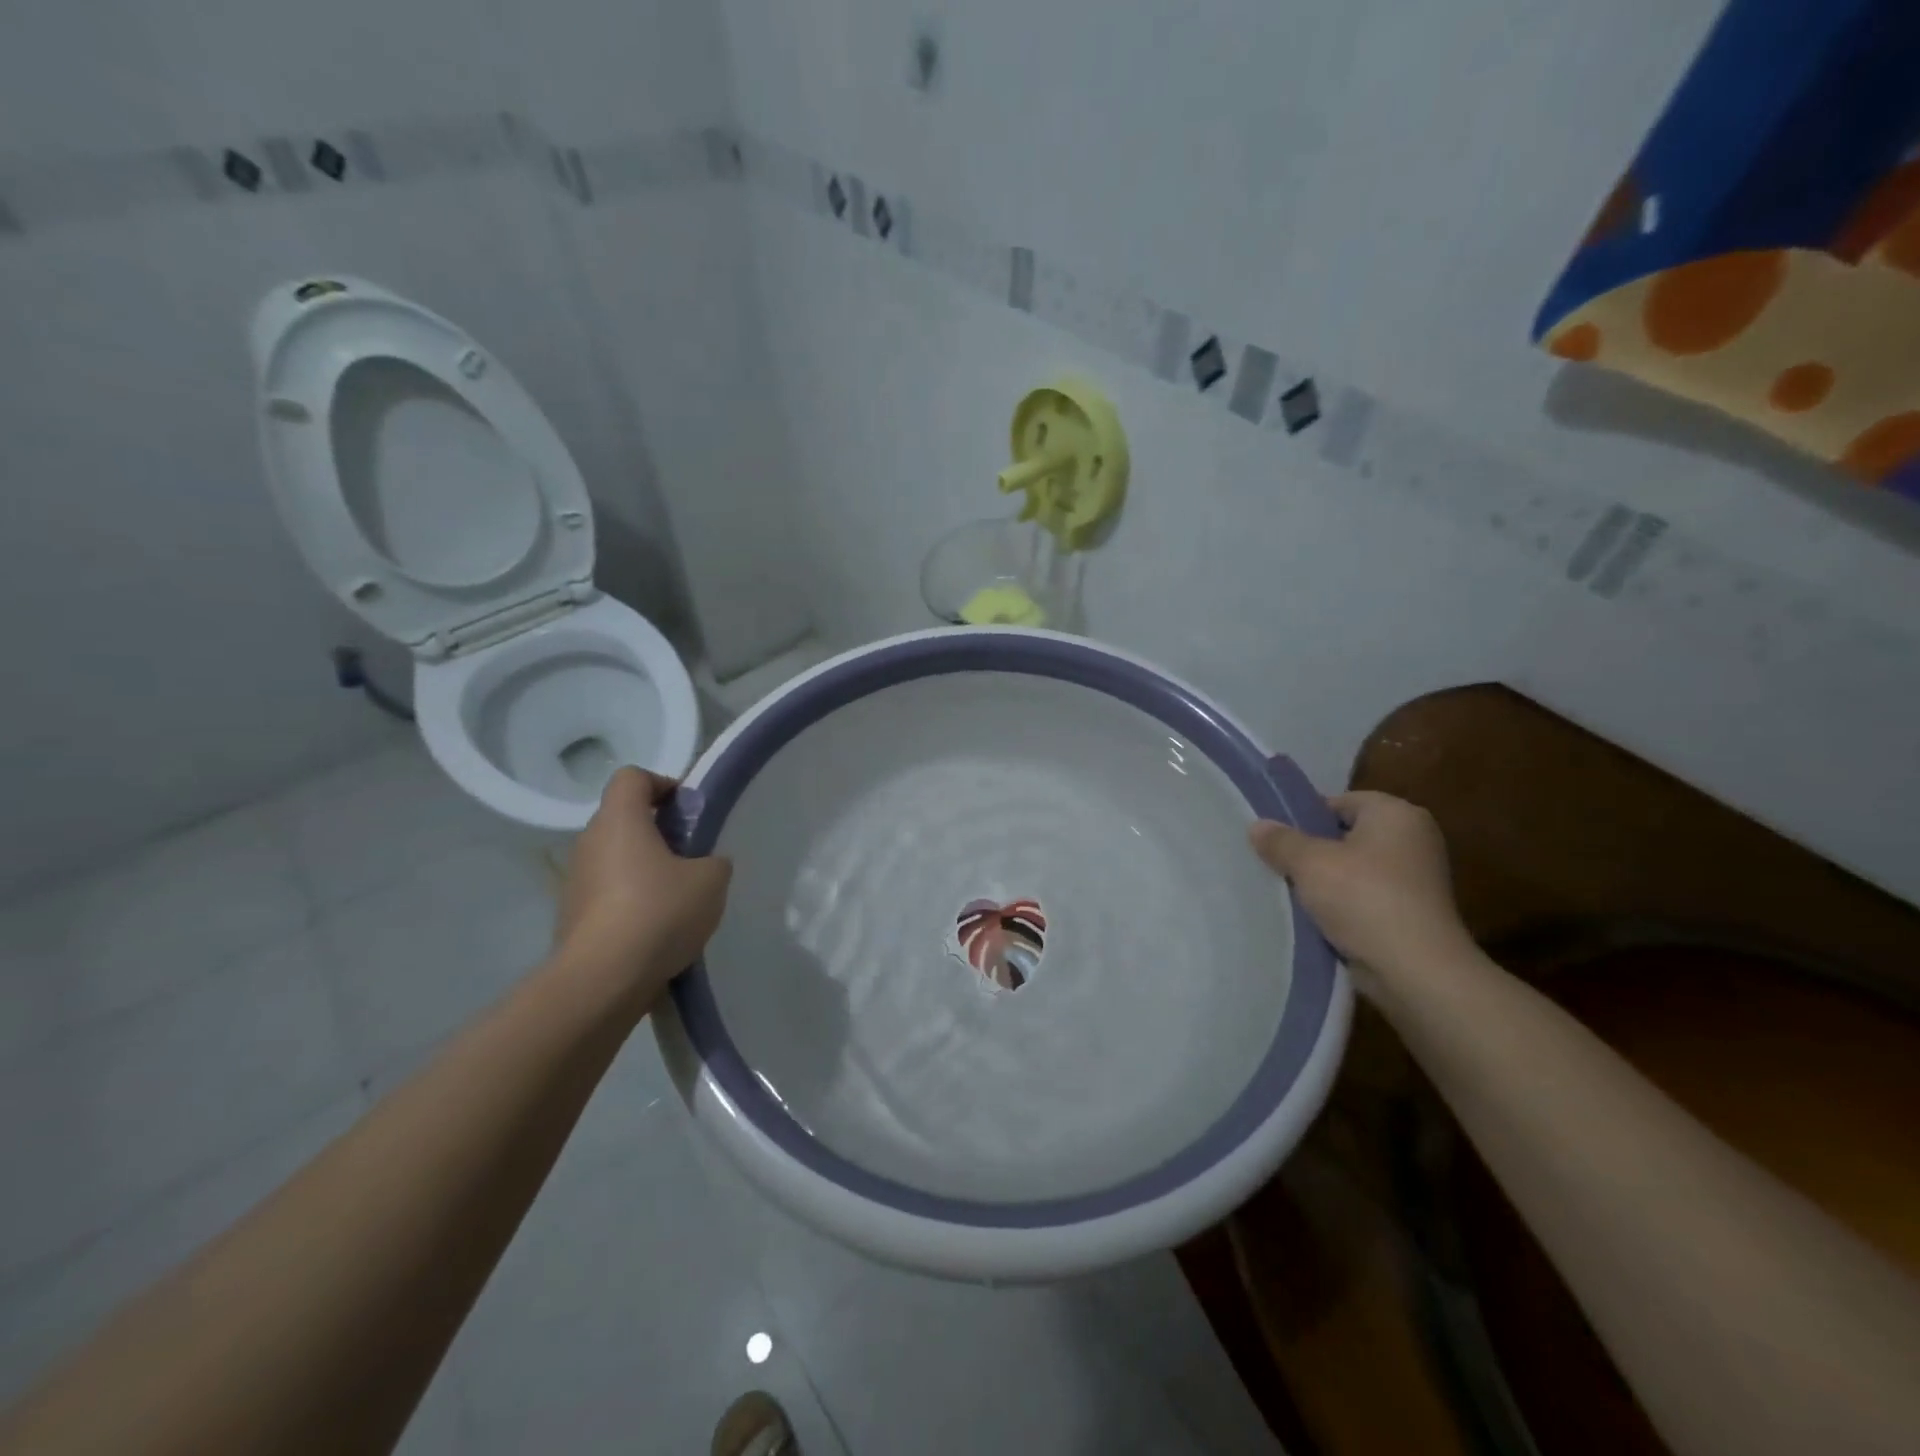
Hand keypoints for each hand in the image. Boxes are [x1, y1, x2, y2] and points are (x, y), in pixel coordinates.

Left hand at [555, 767, 731, 1005]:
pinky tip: (657, 930)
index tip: (688, 810)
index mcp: (620, 820)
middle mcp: (590, 842)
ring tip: (678, 898)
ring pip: (615, 859)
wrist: (602, 980)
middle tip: (691, 856)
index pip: (632, 777)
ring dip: (645, 869)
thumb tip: (704, 865)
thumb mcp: (711, 881)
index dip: (662, 784)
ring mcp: (575, 881)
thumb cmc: (658, 912)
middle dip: (658, 831)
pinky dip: (631, 901)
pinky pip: (607, 894)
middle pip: (623, 819)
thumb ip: (714, 862)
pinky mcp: (571, 917)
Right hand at [1248, 791, 1471, 987]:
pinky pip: (1366, 898)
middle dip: (1313, 852)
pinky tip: (1316, 919)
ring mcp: (1417, 879)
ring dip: (1326, 882)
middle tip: (1277, 865)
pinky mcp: (1413, 913)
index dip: (1305, 818)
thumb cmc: (1363, 898)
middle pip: (1347, 836)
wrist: (1415, 970)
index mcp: (1396, 813)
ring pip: (1354, 870)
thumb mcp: (1309, 863)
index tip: (1276, 840)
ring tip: (1290, 894)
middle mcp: (1414, 839)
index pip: (1340, 803)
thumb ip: (1280, 841)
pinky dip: (1343, 906)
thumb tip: (1258, 826)